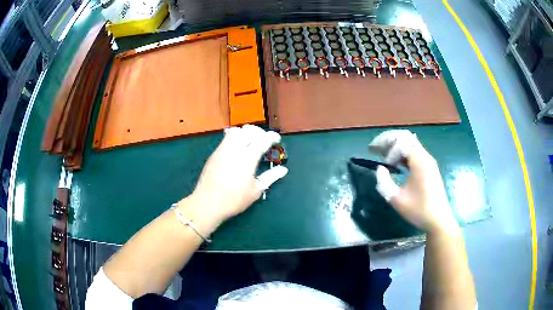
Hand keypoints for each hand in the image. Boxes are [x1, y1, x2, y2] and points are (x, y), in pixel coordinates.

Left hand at [179, 125, 287, 227]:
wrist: (207, 203)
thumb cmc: (234, 200)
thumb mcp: (256, 191)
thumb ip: (270, 177)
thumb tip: (283, 170)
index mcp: (247, 159)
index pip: (262, 140)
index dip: (271, 137)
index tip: (277, 139)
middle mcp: (235, 150)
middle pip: (249, 131)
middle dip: (260, 132)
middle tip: (265, 140)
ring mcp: (223, 150)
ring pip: (236, 131)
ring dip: (247, 132)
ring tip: (252, 140)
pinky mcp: (215, 153)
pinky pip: (226, 137)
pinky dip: (236, 136)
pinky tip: (238, 145)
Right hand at [369, 130, 457, 233]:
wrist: (439, 220)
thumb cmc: (419, 210)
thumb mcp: (397, 200)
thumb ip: (385, 182)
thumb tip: (380, 169)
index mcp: (420, 161)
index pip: (401, 141)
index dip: (387, 148)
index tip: (380, 162)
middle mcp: (425, 156)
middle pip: (405, 137)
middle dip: (388, 140)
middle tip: (374, 148)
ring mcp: (429, 161)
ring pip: (410, 143)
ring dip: (395, 146)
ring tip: (382, 155)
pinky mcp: (429, 167)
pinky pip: (414, 152)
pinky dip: (402, 153)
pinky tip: (396, 163)